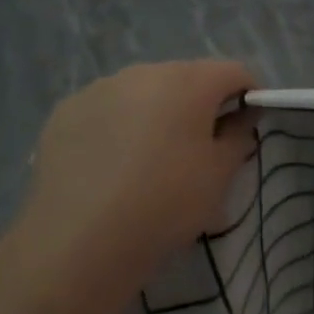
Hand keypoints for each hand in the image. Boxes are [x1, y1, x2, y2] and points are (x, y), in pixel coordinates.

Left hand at [17, 60, 255, 313]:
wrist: (79, 242)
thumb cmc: (166, 204)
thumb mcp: (220, 176)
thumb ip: (238, 137)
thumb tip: (241, 118)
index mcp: (189, 81)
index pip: (234, 72)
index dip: (248, 95)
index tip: (246, 127)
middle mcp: (145, 72)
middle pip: (185, 78)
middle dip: (198, 104)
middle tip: (197, 149)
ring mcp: (100, 88)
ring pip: (143, 92)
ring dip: (155, 113)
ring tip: (148, 160)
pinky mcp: (66, 110)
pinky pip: (105, 110)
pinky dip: (116, 127)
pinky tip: (110, 167)